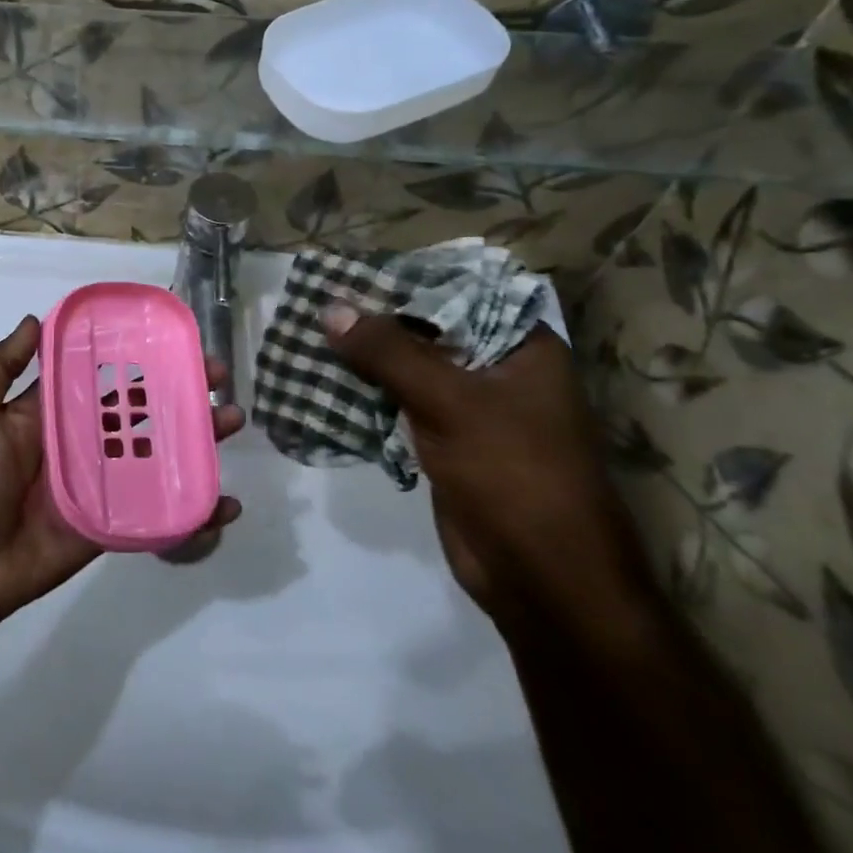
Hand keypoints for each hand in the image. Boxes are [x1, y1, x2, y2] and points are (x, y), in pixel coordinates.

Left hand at [0, 315, 244, 627]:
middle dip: (180, 388)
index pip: (102, 373)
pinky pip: (161, 510)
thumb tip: (35, 319)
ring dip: (198, 436)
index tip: (171, 336)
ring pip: (160, 451)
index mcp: (54, 410)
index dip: (135, 354)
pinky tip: (227, 500)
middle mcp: (85, 438)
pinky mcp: (117, 520)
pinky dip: (196, 508)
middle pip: (142, 408)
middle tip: (218, 374)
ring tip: (232, 418)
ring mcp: (105, 480)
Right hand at [323, 306, 649, 627]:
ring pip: (408, 366)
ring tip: (309, 332)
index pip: (456, 291)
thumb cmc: (515, 477)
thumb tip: (330, 309)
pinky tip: (322, 377)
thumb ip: (389, 352)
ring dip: (364, 356)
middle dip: (374, 318)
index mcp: (522, 345)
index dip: (403, 278)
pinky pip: (399, 401)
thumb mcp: (451, 403)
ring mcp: (471, 406)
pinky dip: (365, 391)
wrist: (544, 583)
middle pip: (427, 328)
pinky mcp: (446, 440)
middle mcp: (498, 368)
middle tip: (316, 299)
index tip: (348, 269)